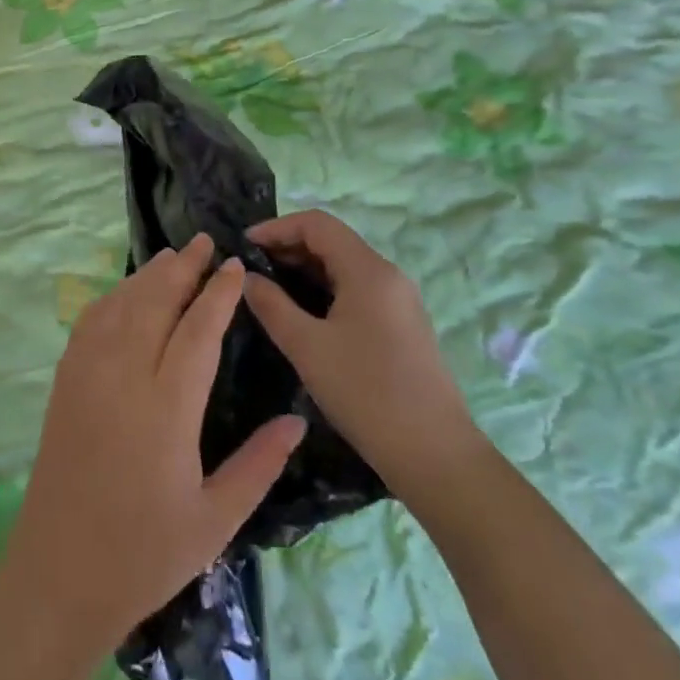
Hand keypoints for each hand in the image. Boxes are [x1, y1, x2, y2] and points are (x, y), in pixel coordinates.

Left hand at [0, 233, 306, 650]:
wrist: (59, 572)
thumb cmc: (145, 552)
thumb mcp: (216, 519)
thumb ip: (259, 464)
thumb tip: (297, 420)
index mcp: (166, 407)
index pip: (197, 331)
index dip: (218, 294)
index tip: (235, 265)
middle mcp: (123, 375)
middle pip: (155, 302)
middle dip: (183, 268)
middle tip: (206, 241)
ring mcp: (87, 373)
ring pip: (120, 305)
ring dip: (148, 276)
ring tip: (173, 258)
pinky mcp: (64, 381)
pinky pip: (90, 322)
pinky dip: (112, 298)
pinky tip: (126, 294)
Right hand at [242, 211, 477, 500]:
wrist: (435, 456)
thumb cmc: (366, 393)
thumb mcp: (306, 347)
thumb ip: (271, 305)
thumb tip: (246, 277)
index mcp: (368, 270)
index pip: (317, 223)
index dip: (276, 227)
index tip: (243, 246)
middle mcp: (388, 275)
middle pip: (332, 241)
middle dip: (288, 247)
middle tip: (250, 269)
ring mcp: (399, 301)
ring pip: (343, 267)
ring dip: (304, 270)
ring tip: (269, 289)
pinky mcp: (401, 325)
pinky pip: (356, 289)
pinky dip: (324, 290)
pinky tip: (302, 314)